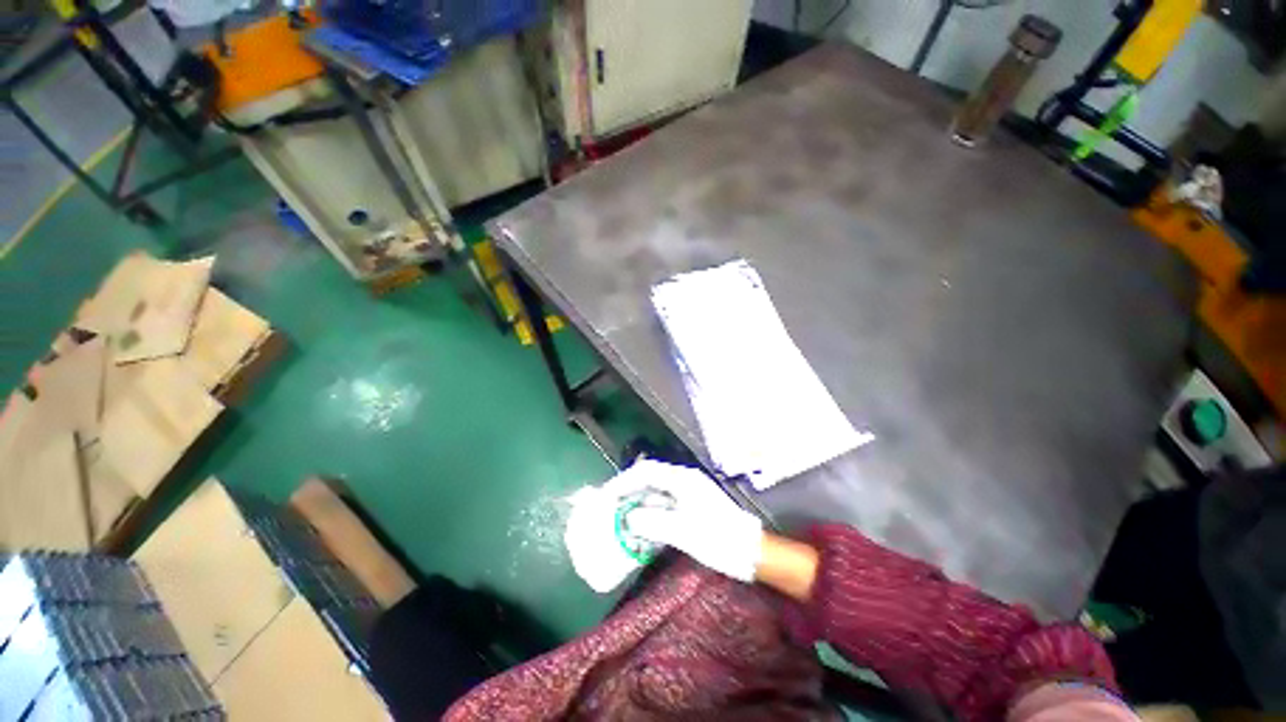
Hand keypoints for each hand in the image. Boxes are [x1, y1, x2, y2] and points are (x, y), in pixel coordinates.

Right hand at [604, 459, 763, 581]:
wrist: (750, 552)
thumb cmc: (717, 537)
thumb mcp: (682, 530)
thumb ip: (651, 521)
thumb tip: (627, 518)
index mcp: (682, 479)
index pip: (646, 471)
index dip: (624, 481)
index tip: (606, 496)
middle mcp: (683, 480)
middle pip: (649, 479)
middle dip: (629, 491)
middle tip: (609, 507)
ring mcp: (688, 494)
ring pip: (656, 493)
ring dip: (638, 503)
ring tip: (620, 517)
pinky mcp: (691, 507)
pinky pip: (664, 505)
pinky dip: (650, 513)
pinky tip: (641, 526)